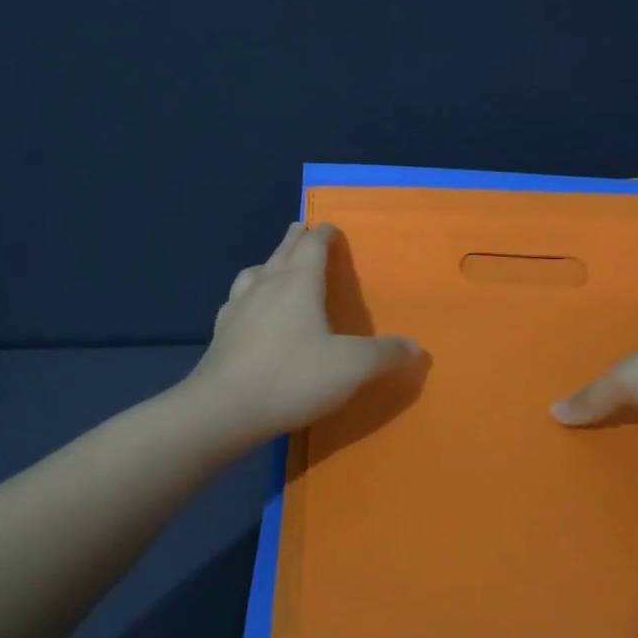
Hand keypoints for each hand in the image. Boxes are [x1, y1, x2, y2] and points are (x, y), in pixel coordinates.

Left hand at [183, 223, 421, 449]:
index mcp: (298, 283)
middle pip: (282, 253)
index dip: (323, 235)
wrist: (223, 410)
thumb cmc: (293, 378)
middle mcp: (266, 286)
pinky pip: (236, 301)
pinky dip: (247, 294)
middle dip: (294, 239)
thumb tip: (418, 348)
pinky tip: (247, 309)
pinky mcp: (220, 334)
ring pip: (254, 273)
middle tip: (300, 228)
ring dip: (268, 263)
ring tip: (273, 265)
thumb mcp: (351, 367)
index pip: (312, 247)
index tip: (330, 227)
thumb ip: (386, 354)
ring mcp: (238, 308)